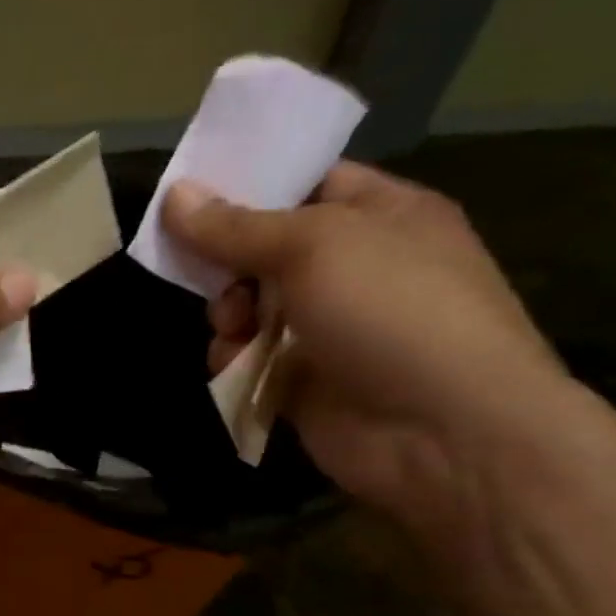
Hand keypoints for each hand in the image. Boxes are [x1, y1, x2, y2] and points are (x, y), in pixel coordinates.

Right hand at [164, 162, 568, 529]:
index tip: (189, 192)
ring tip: (230, 326)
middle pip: (266, 249)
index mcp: (382, 214)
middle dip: (227, 261)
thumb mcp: (313, 246)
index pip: (307, 183)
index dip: (250, 184)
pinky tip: (233, 364)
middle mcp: (355, 268)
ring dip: (228, 313)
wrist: (441, 431)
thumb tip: (174, 194)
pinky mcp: (304, 381)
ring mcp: (329, 328)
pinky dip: (233, 359)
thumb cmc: (390, 311)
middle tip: (203, 271)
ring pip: (250, 307)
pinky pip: (250, 358)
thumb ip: (235, 226)